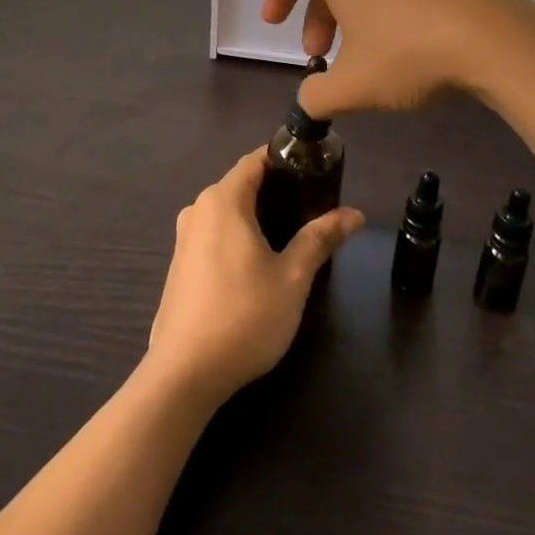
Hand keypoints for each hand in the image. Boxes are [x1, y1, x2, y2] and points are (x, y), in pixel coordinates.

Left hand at [146, 150, 363, 403]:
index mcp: (223, 200)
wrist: (183, 375)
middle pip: (242, 184)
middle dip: (277, 189)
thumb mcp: (292, 277)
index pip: (255, 160)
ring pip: (227, 211)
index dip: (285, 159)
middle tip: (314, 206)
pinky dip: (239, 235)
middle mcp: (198, 210)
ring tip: (293, 234)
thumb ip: (320, 238)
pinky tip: (259, 262)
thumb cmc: (243, 317)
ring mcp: (184, 238)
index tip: (316, 170)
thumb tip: (354, 214)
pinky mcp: (180, 265)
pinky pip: (214, 234)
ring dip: (258, 215)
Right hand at [260, 0, 534, 117]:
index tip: (273, 25)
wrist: (491, 40)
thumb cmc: (406, 55)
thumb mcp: (351, 87)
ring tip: (360, 61)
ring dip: (351, 22)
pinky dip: (384, 20)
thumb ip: (316, 97)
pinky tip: (403, 55)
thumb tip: (308, 101)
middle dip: (316, 19)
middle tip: (318, 57)